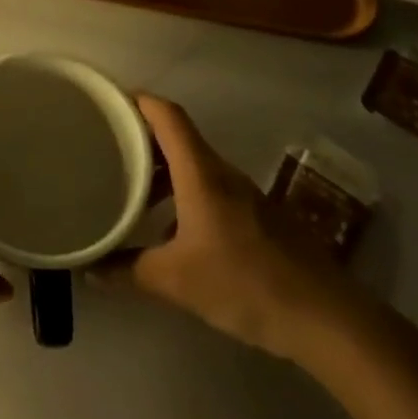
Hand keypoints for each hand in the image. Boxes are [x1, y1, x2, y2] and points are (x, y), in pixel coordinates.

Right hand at [102, 94, 356, 359]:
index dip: (138, 100)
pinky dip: (185, 194)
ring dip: (164, 169)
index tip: (110, 102)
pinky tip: (172, 229)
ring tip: (133, 188)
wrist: (327, 318)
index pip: (167, 115)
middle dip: (143, 136)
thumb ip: (128, 270)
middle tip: (109, 147)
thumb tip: (90, 268)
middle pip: (179, 137)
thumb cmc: (245, 284)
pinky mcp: (259, 218)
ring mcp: (245, 195)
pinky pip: (212, 189)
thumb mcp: (176, 281)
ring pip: (195, 165)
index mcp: (201, 173)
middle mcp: (222, 173)